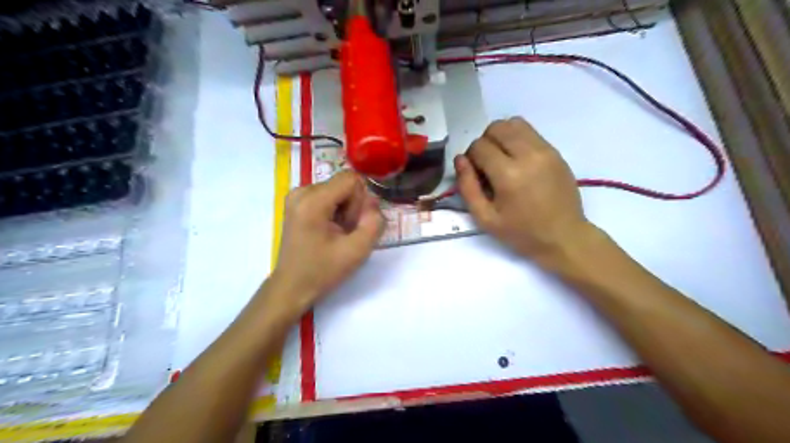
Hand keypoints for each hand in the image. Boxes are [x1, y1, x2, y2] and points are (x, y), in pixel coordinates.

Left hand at [268, 171, 385, 320]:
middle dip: (351, 207)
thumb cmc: (322, 271)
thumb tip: (374, 202)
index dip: (359, 202)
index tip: (351, 225)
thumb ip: (374, 223)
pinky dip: (334, 211)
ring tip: (335, 234)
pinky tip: (328, 231)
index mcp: (312, 201)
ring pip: (337, 190)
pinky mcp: (297, 202)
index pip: (351, 179)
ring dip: (344, 210)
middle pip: (343, 184)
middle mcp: (301, 191)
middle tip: (344, 234)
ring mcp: (296, 195)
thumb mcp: (357, 251)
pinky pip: (328, 195)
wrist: (292, 286)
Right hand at [453, 117, 594, 266]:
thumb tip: (460, 159)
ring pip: (514, 123)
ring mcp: (545, 151)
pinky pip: (530, 132)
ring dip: (501, 136)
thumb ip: (467, 187)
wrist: (563, 236)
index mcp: (509, 175)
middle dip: (485, 142)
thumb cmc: (521, 232)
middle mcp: (528, 155)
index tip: (476, 174)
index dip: (471, 158)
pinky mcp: (555, 152)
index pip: (479, 146)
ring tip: (502, 159)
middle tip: (487, 165)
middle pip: (496, 127)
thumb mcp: (485, 218)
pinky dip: (517, 139)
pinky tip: (518, 161)